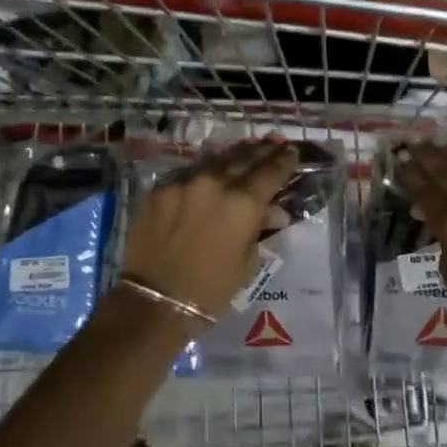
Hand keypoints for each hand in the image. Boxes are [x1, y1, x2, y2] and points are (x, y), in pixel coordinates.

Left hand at [120, 141, 299, 316]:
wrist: (154, 301)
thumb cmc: (210, 291)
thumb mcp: (247, 264)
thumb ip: (259, 229)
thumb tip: (273, 211)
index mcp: (243, 203)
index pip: (271, 171)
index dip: (284, 161)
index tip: (292, 152)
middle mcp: (216, 183)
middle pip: (245, 158)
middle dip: (262, 151)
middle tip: (273, 145)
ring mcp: (185, 182)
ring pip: (217, 160)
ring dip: (235, 156)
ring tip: (247, 151)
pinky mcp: (161, 189)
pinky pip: (190, 173)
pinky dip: (207, 171)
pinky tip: (212, 172)